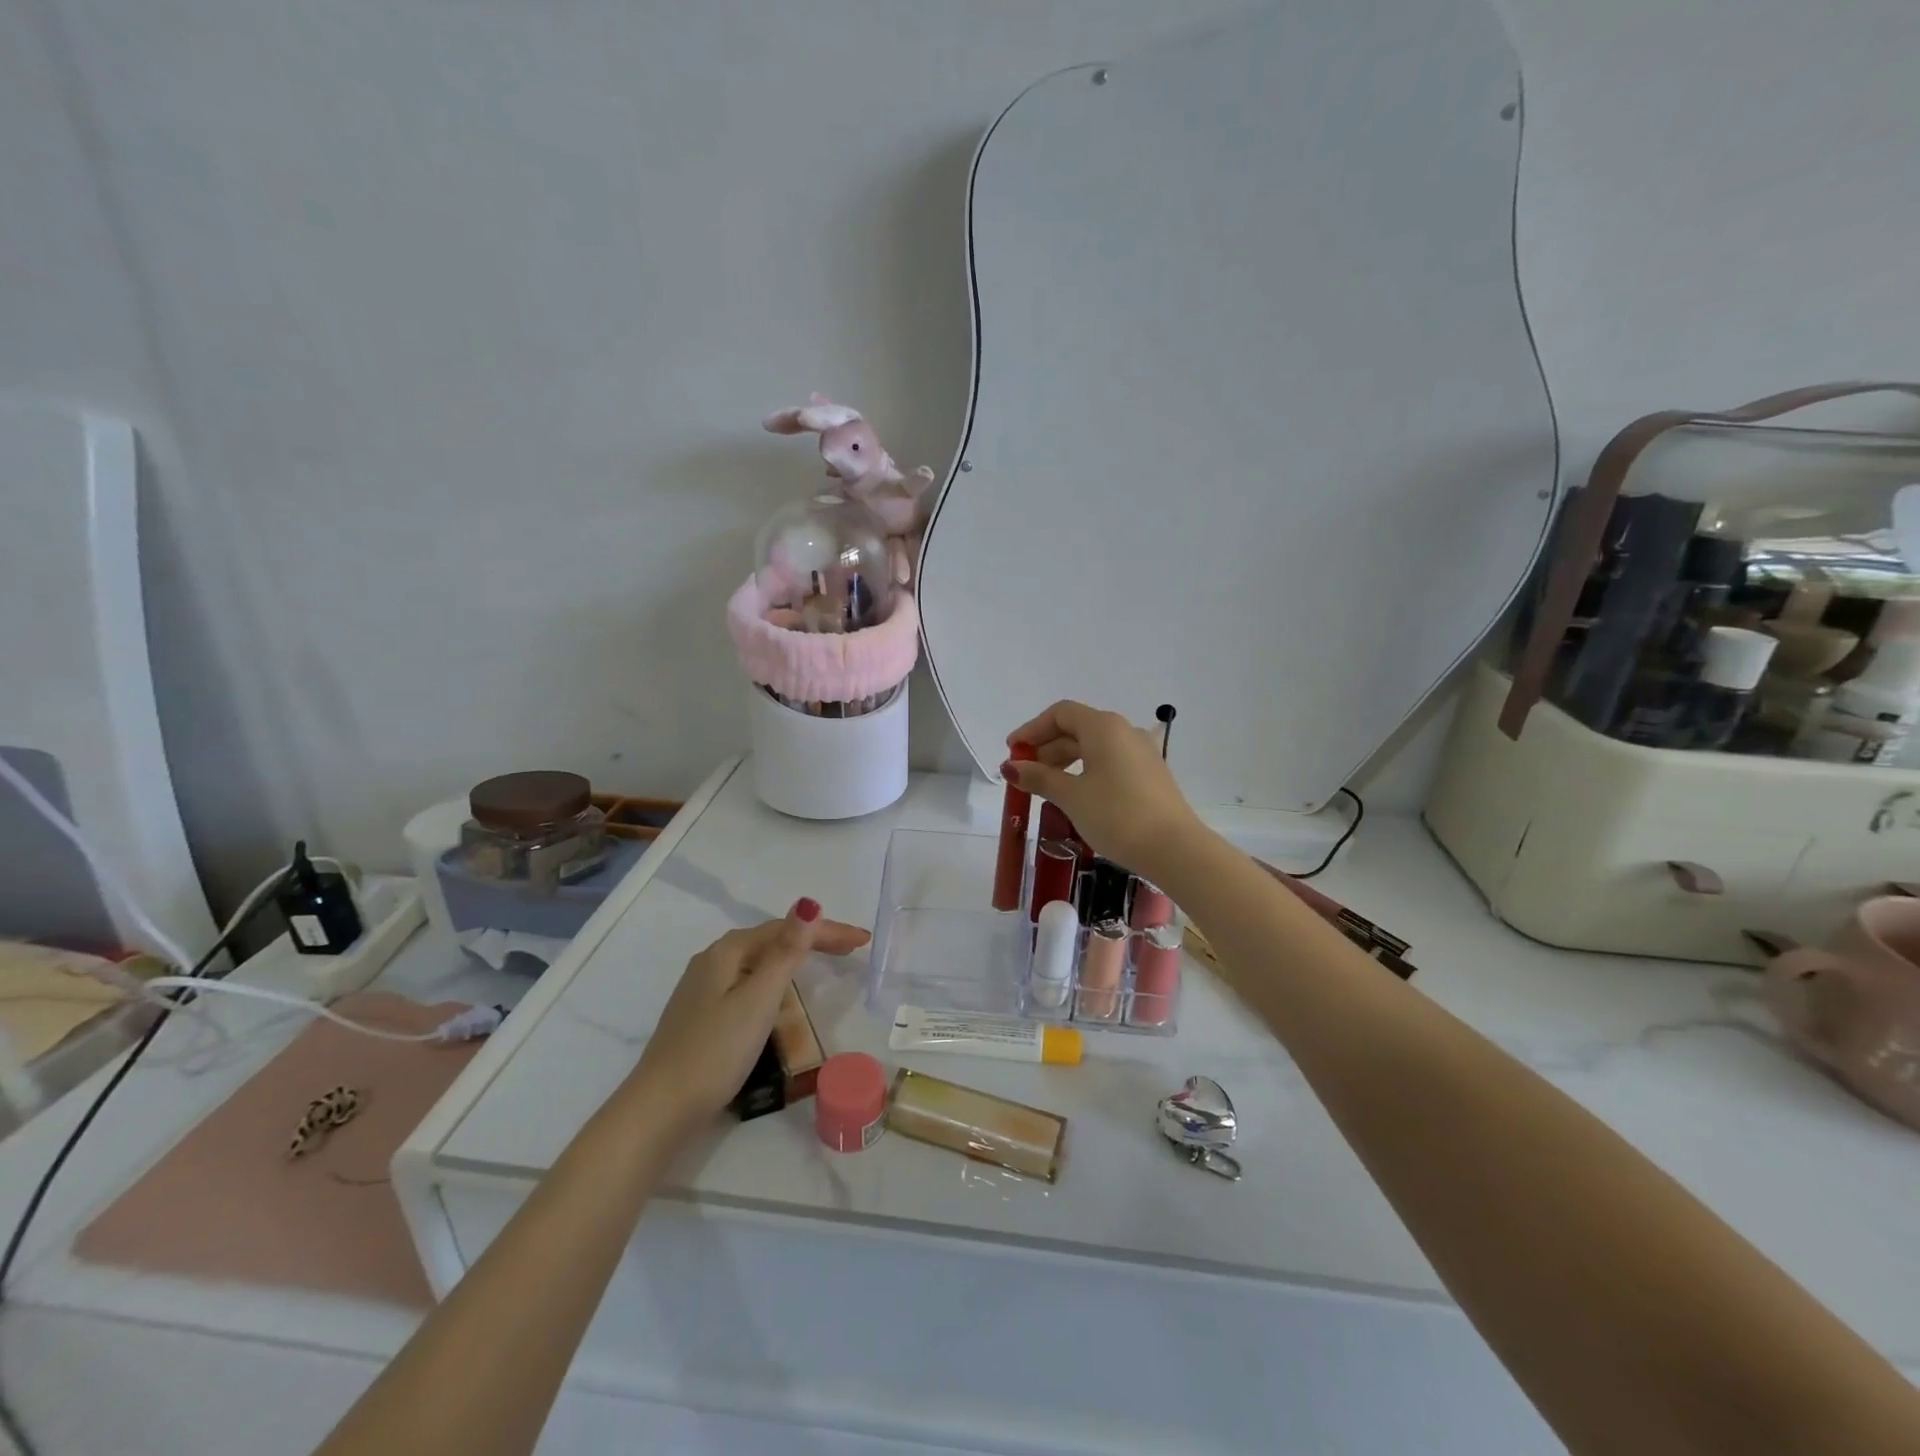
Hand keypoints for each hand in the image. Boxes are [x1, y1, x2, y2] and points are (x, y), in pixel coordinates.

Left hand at [632, 900, 870, 1130]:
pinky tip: (782, 996)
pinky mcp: (703, 1016)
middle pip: (772, 941)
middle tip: (852, 949)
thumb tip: (808, 904)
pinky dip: (776, 981)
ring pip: (760, 962)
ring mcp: (704, 989)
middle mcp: (714, 961)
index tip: (862, 940)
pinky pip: (750, 984)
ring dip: (795, 959)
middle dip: (813, 940)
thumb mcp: (758, 1000)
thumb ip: (786, 952)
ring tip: (826, 965)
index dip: (827, 930)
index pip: (786, 929)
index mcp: (727, 952)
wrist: (660, 1110)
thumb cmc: (714, 1051)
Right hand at [1002, 700, 1202, 880]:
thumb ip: (1039, 778)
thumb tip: (1011, 767)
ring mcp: (1141, 752)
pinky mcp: (1149, 774)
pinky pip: (1109, 762)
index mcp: (1103, 727)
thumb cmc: (1116, 815)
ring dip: (1064, 761)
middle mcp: (1124, 731)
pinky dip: (1085, 770)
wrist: (1174, 849)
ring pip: (1094, 746)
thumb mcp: (1071, 796)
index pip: (1060, 714)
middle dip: (1046, 747)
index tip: (1012, 752)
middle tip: (1023, 774)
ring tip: (1045, 787)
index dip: (1032, 729)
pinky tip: (1075, 794)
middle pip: (1076, 728)